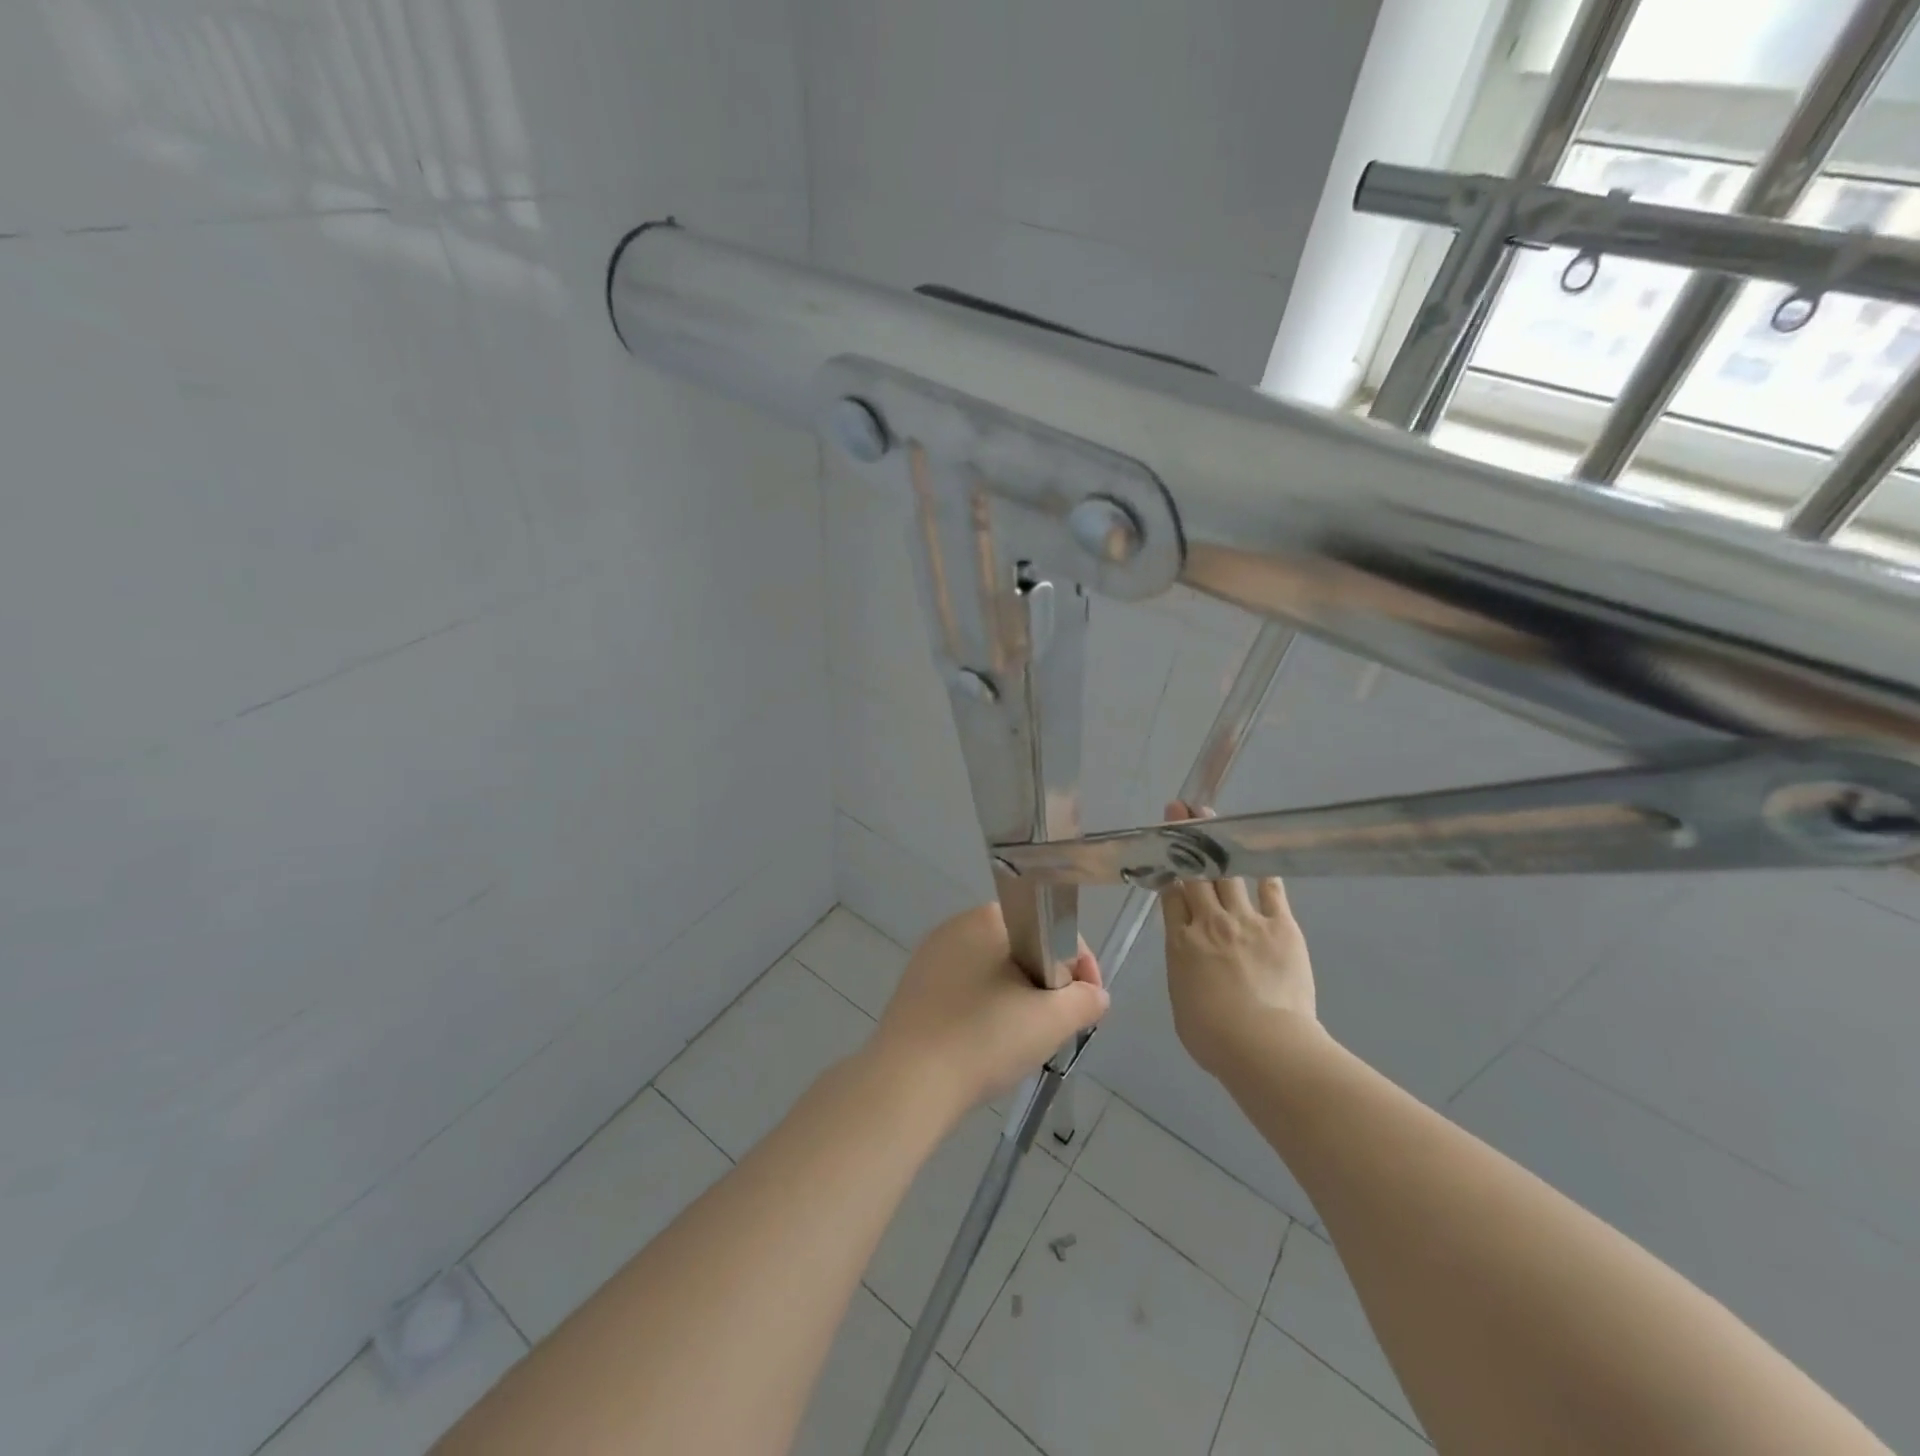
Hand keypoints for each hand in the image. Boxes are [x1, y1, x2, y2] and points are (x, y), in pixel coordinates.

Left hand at [870, 904, 1108, 1116]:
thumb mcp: (1051, 1020)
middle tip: (1054, 1027)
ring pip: (993, 972)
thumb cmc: (984, 1038)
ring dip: (1016, 1000)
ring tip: (1022, 1042)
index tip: (1084, 1005)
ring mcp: (930, 956)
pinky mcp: (913, 987)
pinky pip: (964, 991)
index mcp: (989, 916)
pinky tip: (985, 1045)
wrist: (908, 1082)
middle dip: (1046, 985)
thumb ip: (1085, 1000)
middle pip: (1022, 949)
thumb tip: (1095, 995)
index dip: (1078, 967)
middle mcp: (957, 925)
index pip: (1050, 929)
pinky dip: (983, 1011)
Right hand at [1159, 801, 1318, 1077]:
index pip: (1170, 896)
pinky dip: (1264, 871)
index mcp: (1180, 943)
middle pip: (1194, 874)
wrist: (1264, 1044)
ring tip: (1209, 816)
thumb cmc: (1214, 1037)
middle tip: (1179, 811)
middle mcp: (1209, 922)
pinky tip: (1261, 852)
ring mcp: (1246, 920)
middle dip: (1185, 840)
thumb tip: (1190, 960)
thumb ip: (1184, 971)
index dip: (1167, 869)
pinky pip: (1271, 891)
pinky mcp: (1281, 926)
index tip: (1165, 849)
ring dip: (1217, 843)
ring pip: (1227, 873)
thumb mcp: (1181, 1001)